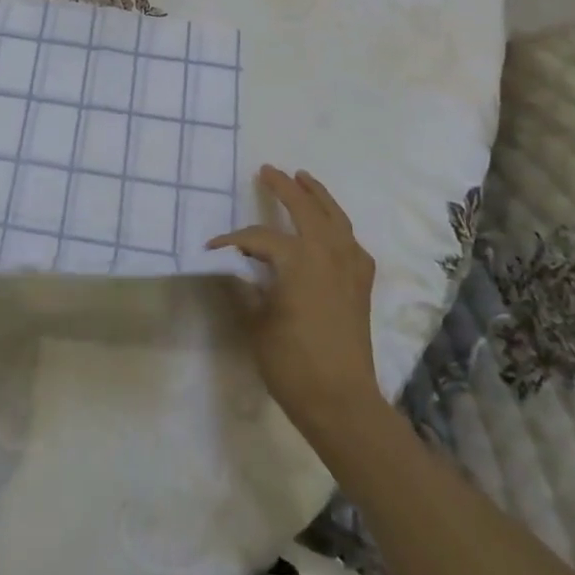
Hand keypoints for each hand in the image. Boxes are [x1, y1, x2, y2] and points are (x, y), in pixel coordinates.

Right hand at [210, 166, 385, 445]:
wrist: (342, 403)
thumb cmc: (293, 363)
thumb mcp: (256, 323)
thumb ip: (244, 287)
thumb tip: (231, 267)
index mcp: (298, 259)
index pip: (259, 237)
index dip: (233, 240)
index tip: (213, 248)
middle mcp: (328, 253)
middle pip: (305, 209)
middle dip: (285, 187)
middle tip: (268, 171)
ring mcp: (349, 267)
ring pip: (336, 218)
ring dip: (318, 196)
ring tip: (304, 179)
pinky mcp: (361, 284)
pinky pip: (351, 242)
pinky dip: (339, 227)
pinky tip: (332, 230)